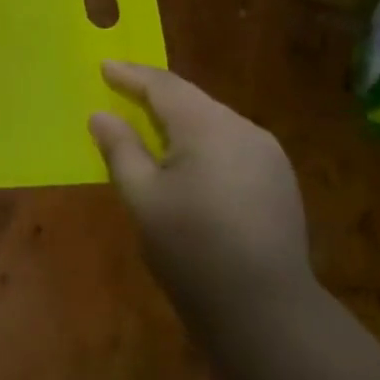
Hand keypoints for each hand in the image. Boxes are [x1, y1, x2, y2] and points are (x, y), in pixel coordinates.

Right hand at [90, 62, 312, 333]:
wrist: (268, 313)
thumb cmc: (193, 251)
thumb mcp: (143, 199)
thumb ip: (120, 149)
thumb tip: (101, 115)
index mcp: (208, 127)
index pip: (163, 86)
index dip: (130, 75)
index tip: (104, 65)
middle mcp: (244, 129)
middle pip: (191, 99)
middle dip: (155, 94)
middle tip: (122, 90)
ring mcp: (268, 155)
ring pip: (213, 121)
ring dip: (180, 118)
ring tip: (149, 124)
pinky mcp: (278, 180)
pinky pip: (231, 143)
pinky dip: (202, 141)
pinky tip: (188, 159)